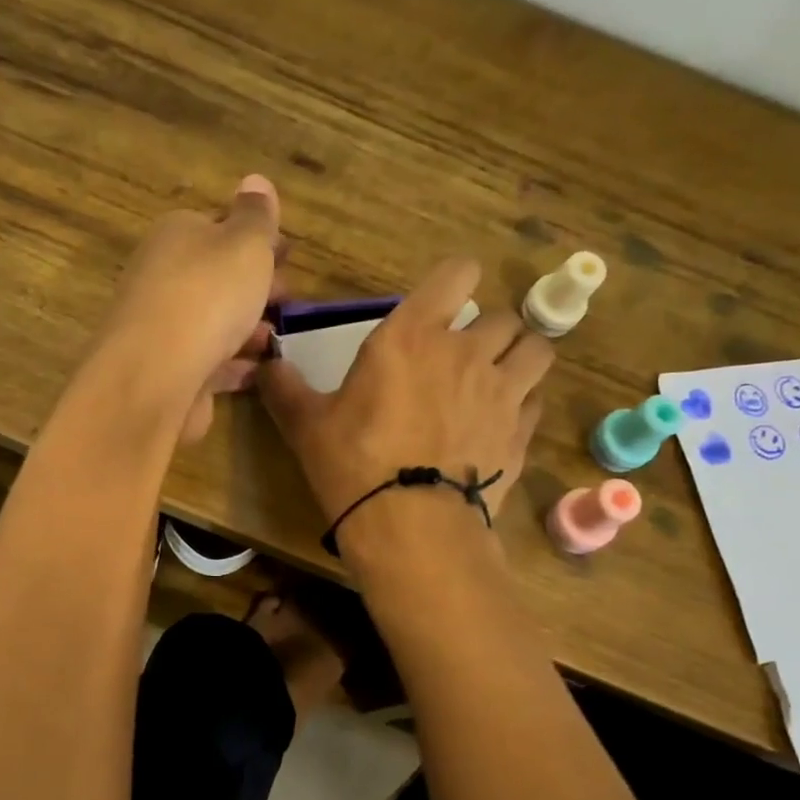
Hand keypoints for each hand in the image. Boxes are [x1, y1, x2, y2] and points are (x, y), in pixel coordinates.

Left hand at [99, 174, 284, 443]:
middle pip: (215, 277)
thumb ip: (255, 216)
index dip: (255, 238)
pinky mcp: (170, 373)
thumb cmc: (207, 295)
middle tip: (290, 300)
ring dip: (247, 328)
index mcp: (176, 235)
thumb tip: (255, 180)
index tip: (288, 254)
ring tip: (280, 340)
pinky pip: (211, 363)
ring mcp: (163, 329)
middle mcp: (162, 277)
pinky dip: (235, 365)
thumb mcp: (244, 243)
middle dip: (253, 286)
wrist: (157, 375)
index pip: (217, 226)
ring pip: (213, 322)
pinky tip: (260, 371)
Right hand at [259, 256, 552, 529]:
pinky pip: (536, 400)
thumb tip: (264, 364)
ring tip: (497, 380)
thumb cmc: (353, 464)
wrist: (410, 525)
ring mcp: (502, 391)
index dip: (455, 281)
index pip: (457, 273)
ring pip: (536, 349)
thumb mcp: (306, 426)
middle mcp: (467, 351)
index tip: (444, 301)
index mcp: (412, 336)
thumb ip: (285, 388)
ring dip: (518, 357)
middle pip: (502, 316)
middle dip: (486, 330)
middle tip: (462, 357)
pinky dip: (523, 403)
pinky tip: (502, 422)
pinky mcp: (521, 431)